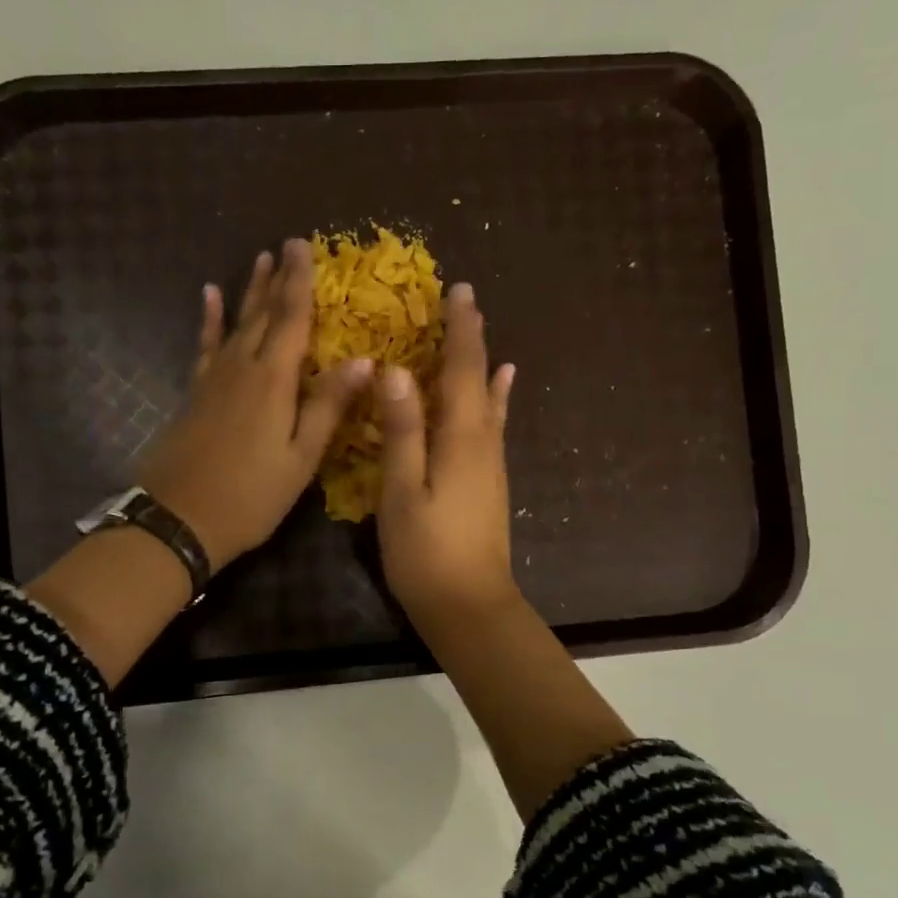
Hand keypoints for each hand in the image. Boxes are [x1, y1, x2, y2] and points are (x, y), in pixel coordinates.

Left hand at [138, 240, 373, 567]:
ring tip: (258, 259)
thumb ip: (328, 406)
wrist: (179, 519)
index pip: (292, 318)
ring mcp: (213, 379)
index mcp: (273, 380)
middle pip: (263, 314)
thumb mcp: (300, 458)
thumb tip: (364, 360)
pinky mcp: (194, 393)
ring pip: (236, 324)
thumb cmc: (251, 496)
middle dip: (277, 279)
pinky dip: (209, 321)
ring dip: (249, 292)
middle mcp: (241, 368)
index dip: (300, 281)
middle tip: (286, 245)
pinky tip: (208, 297)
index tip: (304, 245)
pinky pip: (205, 346)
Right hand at [377, 282, 519, 628]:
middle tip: (464, 300)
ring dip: (481, 363)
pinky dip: (495, 398)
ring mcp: (491, 463)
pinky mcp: (489, 482)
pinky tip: (501, 389)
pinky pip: (492, 424)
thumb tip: (396, 370)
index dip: (460, 330)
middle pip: (480, 379)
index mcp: (461, 437)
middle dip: (471, 339)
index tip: (458, 291)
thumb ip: (403, 430)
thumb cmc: (426, 551)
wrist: (470, 606)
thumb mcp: (403, 490)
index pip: (462, 370)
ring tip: (480, 334)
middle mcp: (484, 442)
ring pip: (488, 400)